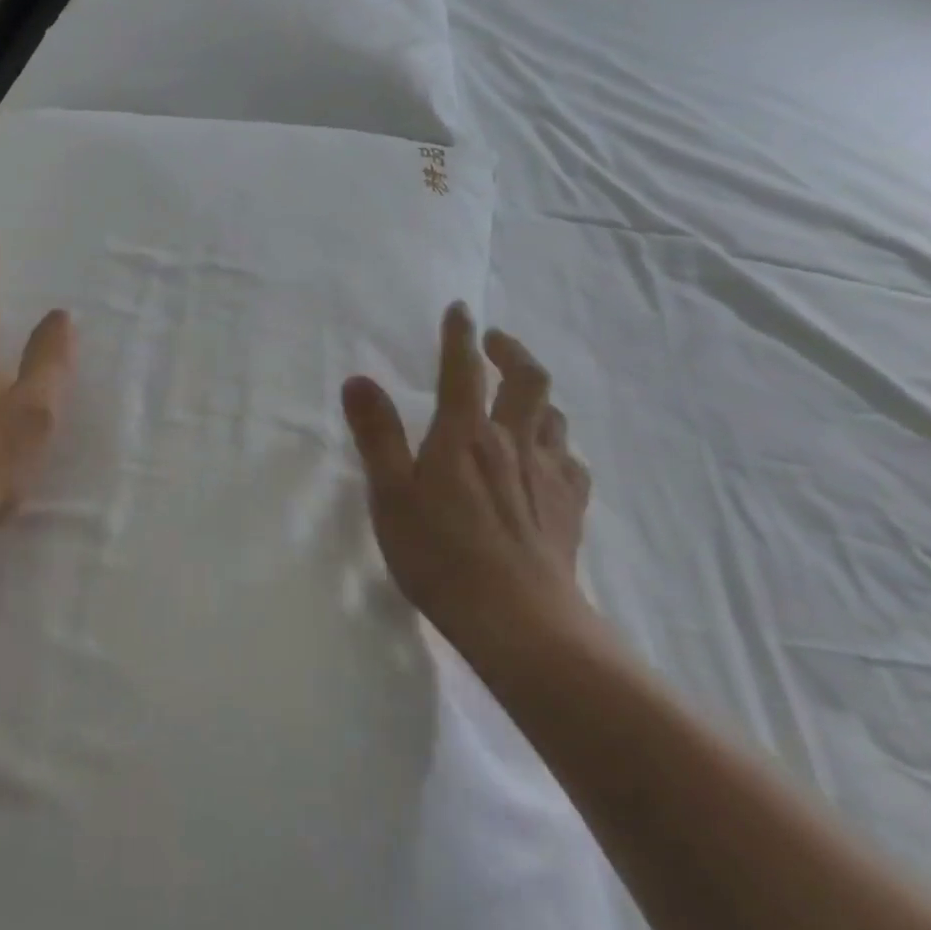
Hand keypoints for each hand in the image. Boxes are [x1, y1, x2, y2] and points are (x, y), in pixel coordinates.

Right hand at [342, 303, 596, 656]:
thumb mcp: (390, 494)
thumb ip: (376, 434)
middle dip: (511, 350)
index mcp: (464, 434)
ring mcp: (547, 474)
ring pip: (554, 416)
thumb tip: (358, 380)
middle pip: (527, 379)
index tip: (460, 310)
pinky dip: (559, 447)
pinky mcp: (570, 507)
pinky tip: (550, 459)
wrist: (517, 620)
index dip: (459, 334)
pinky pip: (572, 461)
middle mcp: (512, 441)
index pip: (462, 368)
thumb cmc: (440, 554)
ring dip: (538, 396)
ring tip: (522, 396)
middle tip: (495, 342)